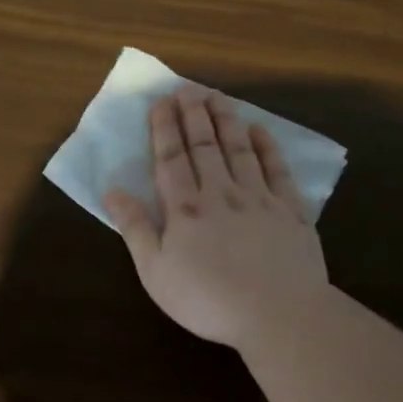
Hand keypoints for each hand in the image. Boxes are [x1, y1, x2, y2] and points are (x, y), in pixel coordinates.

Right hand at [103, 87, 328, 347]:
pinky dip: (267, 146)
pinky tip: (259, 130)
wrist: (279, 314)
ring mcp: (259, 198)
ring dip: (227, 120)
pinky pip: (277, 169)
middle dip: (194, 114)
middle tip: (189, 87)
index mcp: (186, 208)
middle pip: (205, 145)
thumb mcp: (156, 272)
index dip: (165, 127)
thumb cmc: (209, 300)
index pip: (171, 158)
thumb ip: (135, 228)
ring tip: (218, 96)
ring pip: (239, 149)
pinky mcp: (291, 210)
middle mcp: (221, 193)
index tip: (162, 101)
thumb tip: (111, 190)